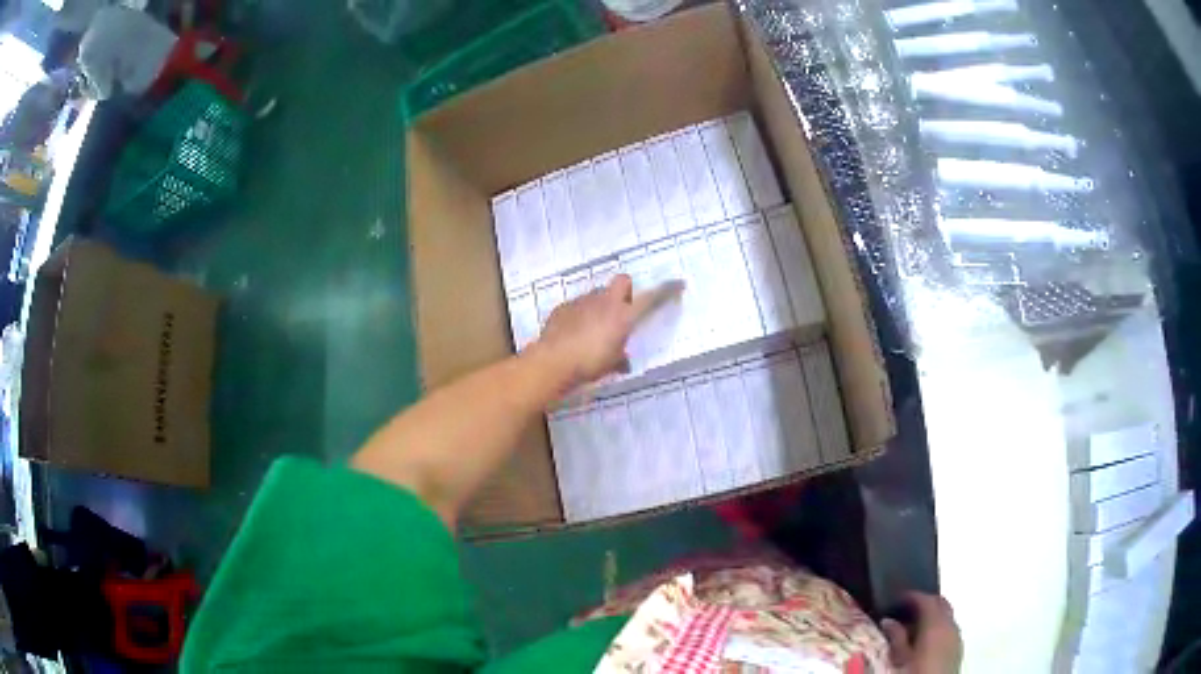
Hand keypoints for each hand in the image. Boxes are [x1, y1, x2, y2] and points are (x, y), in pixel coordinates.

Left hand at [531, 274, 679, 390]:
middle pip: (623, 281)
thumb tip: (624, 362)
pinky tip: (574, 332)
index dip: (667, 291)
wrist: (552, 361)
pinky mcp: (564, 307)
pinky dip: (580, 315)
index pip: (652, 299)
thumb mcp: (610, 365)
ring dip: (601, 305)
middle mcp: (606, 302)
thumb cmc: (589, 364)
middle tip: (624, 310)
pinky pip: (578, 305)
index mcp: (624, 316)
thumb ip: (620, 359)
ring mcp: (583, 301)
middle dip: (626, 291)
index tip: (678, 284)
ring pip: (598, 293)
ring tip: (594, 327)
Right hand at [881, 592, 962, 673]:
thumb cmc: (915, 672)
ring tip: (915, 625)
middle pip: (942, 603)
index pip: (927, 599)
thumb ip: (896, 636)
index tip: (901, 597)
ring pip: (947, 616)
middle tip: (908, 607)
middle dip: (926, 601)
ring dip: (934, 615)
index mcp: (936, 623)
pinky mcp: (958, 647)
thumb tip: (888, 621)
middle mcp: (950, 625)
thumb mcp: (900, 657)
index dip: (914, 596)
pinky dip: (940, 626)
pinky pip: (950, 628)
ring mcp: (957, 635)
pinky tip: (927, 639)